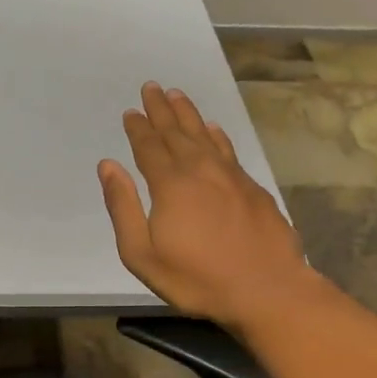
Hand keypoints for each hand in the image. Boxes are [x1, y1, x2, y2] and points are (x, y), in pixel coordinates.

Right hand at [99, 83, 316, 330]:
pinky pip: (228, 149)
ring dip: (188, 114)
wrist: (268, 290)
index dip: (138, 128)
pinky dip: (216, 135)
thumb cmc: (198, 279)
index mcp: (170, 184)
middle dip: (161, 110)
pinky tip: (213, 128)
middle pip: (176, 132)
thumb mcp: (143, 254)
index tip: (131, 111)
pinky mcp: (252, 188)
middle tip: (151, 87)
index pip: (149, 147)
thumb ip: (122, 207)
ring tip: (176, 95)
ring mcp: (230, 176)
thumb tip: (108, 166)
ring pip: (204, 135)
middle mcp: (200, 170)